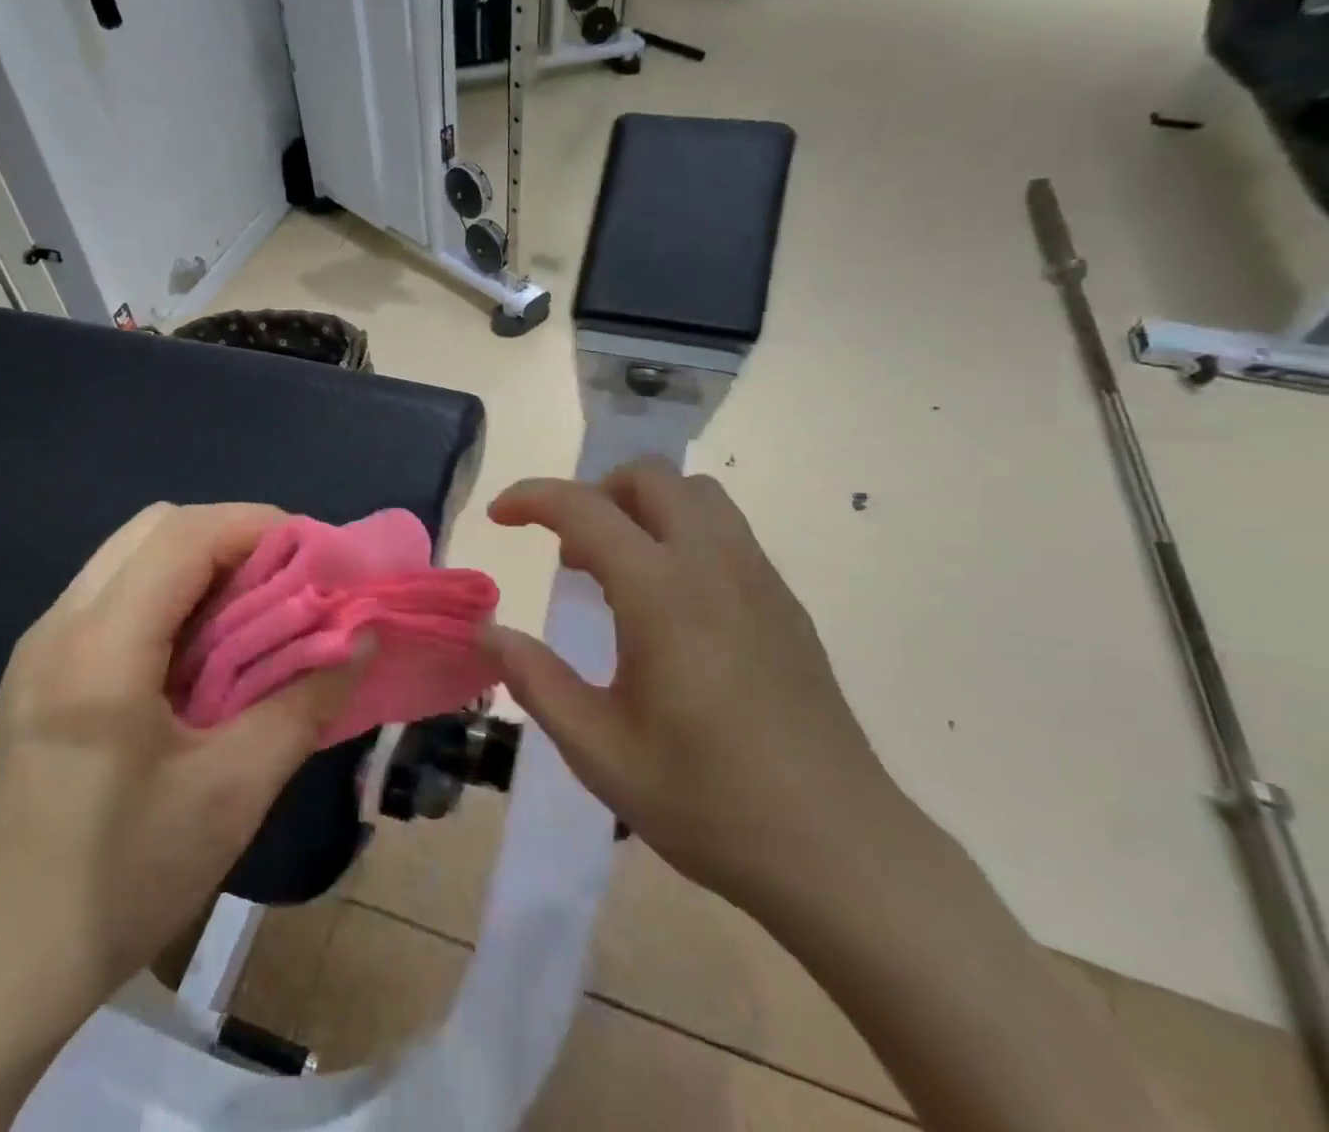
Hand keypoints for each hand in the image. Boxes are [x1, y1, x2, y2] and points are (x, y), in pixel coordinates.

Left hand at [0, 502, 360, 1025]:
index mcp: (99, 651)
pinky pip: (114, 592)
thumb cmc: (123, 882)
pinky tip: (201, 648)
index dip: (257, 526)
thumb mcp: (234, 793)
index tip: (316, 557)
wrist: (2, 967)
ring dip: (201, 562)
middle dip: (232, 536)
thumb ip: (305, 702)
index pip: (183, 536)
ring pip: (132, 554)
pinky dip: (171, 591)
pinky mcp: (37, 669)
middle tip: (288, 581)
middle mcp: (59, 627)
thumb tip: (362, 638)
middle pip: (154, 526)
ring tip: (253, 610)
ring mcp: (39, 645)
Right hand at [485, 459, 906, 910]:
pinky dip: (680, 532)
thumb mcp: (600, 751)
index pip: (585, 508)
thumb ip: (536, 680)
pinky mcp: (784, 602)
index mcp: (662, 593)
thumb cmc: (709, 803)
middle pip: (649, 477)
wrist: (840, 851)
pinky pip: (725, 530)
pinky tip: (669, 604)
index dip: (532, 497)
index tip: (500, 516)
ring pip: (695, 494)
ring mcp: (758, 578)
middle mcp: (714, 564)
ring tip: (617, 570)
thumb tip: (488, 631)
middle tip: (568, 550)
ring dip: (643, 507)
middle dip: (594, 492)